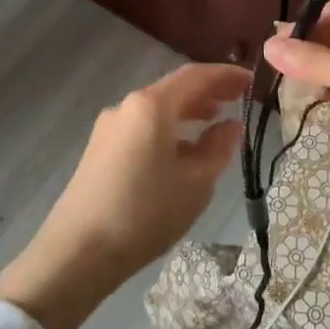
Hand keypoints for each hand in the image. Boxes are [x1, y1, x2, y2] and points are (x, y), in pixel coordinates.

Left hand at [0, 63, 246, 328]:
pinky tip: (182, 150)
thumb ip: (218, 148)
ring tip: (215, 120)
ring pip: (156, 108)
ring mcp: (109, 127)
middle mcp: (127, 106)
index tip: (252, 81)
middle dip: (208, 91)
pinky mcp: (99, 149)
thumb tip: (232, 125)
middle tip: (238, 99)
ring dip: (187, 110)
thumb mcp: (195, 183)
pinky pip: (141, 126)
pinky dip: (168, 128)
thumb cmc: (145, 213)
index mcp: (151, 106)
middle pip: (173, 89)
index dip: (226, 75)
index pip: (195, 76)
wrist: (77, 252)